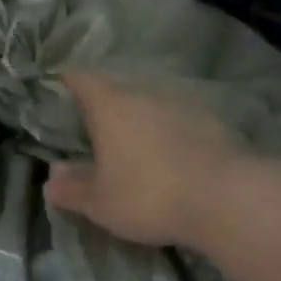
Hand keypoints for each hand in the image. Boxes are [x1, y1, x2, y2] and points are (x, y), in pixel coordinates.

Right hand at [45, 72, 251, 249]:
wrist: (228, 198)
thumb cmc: (149, 194)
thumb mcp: (100, 202)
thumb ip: (72, 188)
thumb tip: (52, 177)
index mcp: (109, 105)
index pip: (80, 78)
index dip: (66, 82)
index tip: (59, 91)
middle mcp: (144, 94)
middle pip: (116, 90)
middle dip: (104, 107)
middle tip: (94, 131)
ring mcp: (181, 105)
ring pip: (150, 105)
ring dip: (140, 121)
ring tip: (135, 148)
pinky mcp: (213, 123)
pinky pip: (180, 123)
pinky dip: (171, 135)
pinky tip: (173, 160)